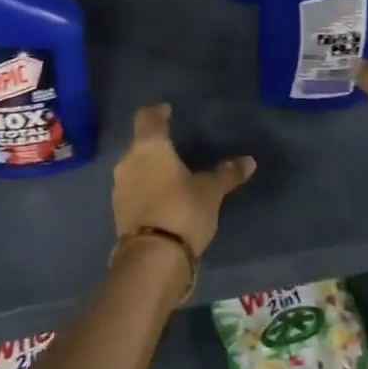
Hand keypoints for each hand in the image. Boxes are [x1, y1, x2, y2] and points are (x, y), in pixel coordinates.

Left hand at [110, 105, 254, 257]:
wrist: (152, 257)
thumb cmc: (183, 210)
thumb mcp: (211, 191)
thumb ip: (227, 173)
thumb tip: (249, 161)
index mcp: (150, 146)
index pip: (147, 118)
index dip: (156, 112)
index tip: (166, 110)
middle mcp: (129, 161)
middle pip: (139, 143)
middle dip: (154, 143)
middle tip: (172, 145)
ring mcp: (119, 187)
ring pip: (134, 167)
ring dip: (148, 168)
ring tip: (168, 173)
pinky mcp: (118, 211)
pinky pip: (132, 190)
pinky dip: (145, 188)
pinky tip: (159, 197)